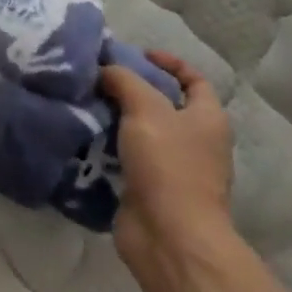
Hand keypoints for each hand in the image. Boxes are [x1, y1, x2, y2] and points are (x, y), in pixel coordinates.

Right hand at [100, 51, 233, 271]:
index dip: (169, 62)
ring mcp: (173, 169)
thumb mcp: (144, 107)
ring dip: (115, 117)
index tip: (136, 55)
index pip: (194, 80)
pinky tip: (84, 134)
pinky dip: (108, 146)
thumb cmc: (168, 164)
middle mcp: (195, 142)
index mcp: (207, 119)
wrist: (170, 237)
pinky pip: (127, 158)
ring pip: (141, 131)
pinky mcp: (150, 190)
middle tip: (100, 76)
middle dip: (132, 89)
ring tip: (85, 101)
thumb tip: (105, 70)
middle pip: (163, 104)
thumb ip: (123, 80)